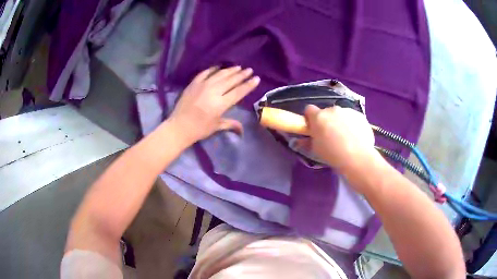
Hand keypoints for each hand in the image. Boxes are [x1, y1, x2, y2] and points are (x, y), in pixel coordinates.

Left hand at [168, 66, 259, 142]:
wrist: (179, 127)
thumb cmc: (199, 129)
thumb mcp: (217, 126)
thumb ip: (231, 124)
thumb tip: (242, 130)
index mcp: (221, 104)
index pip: (238, 91)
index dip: (248, 85)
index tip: (256, 78)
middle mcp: (213, 91)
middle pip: (231, 80)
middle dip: (241, 75)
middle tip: (249, 70)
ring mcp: (202, 85)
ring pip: (220, 74)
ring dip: (230, 70)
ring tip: (238, 67)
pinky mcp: (193, 83)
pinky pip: (205, 73)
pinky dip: (213, 69)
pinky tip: (219, 67)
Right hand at [303, 104, 375, 171]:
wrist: (358, 158)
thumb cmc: (333, 155)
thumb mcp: (316, 150)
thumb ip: (307, 141)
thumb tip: (300, 140)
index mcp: (318, 117)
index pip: (309, 109)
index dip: (310, 118)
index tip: (313, 127)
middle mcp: (332, 109)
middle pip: (326, 112)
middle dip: (327, 121)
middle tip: (330, 136)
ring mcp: (348, 111)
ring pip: (341, 114)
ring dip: (340, 122)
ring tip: (346, 138)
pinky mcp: (360, 115)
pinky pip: (353, 118)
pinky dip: (352, 124)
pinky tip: (356, 137)